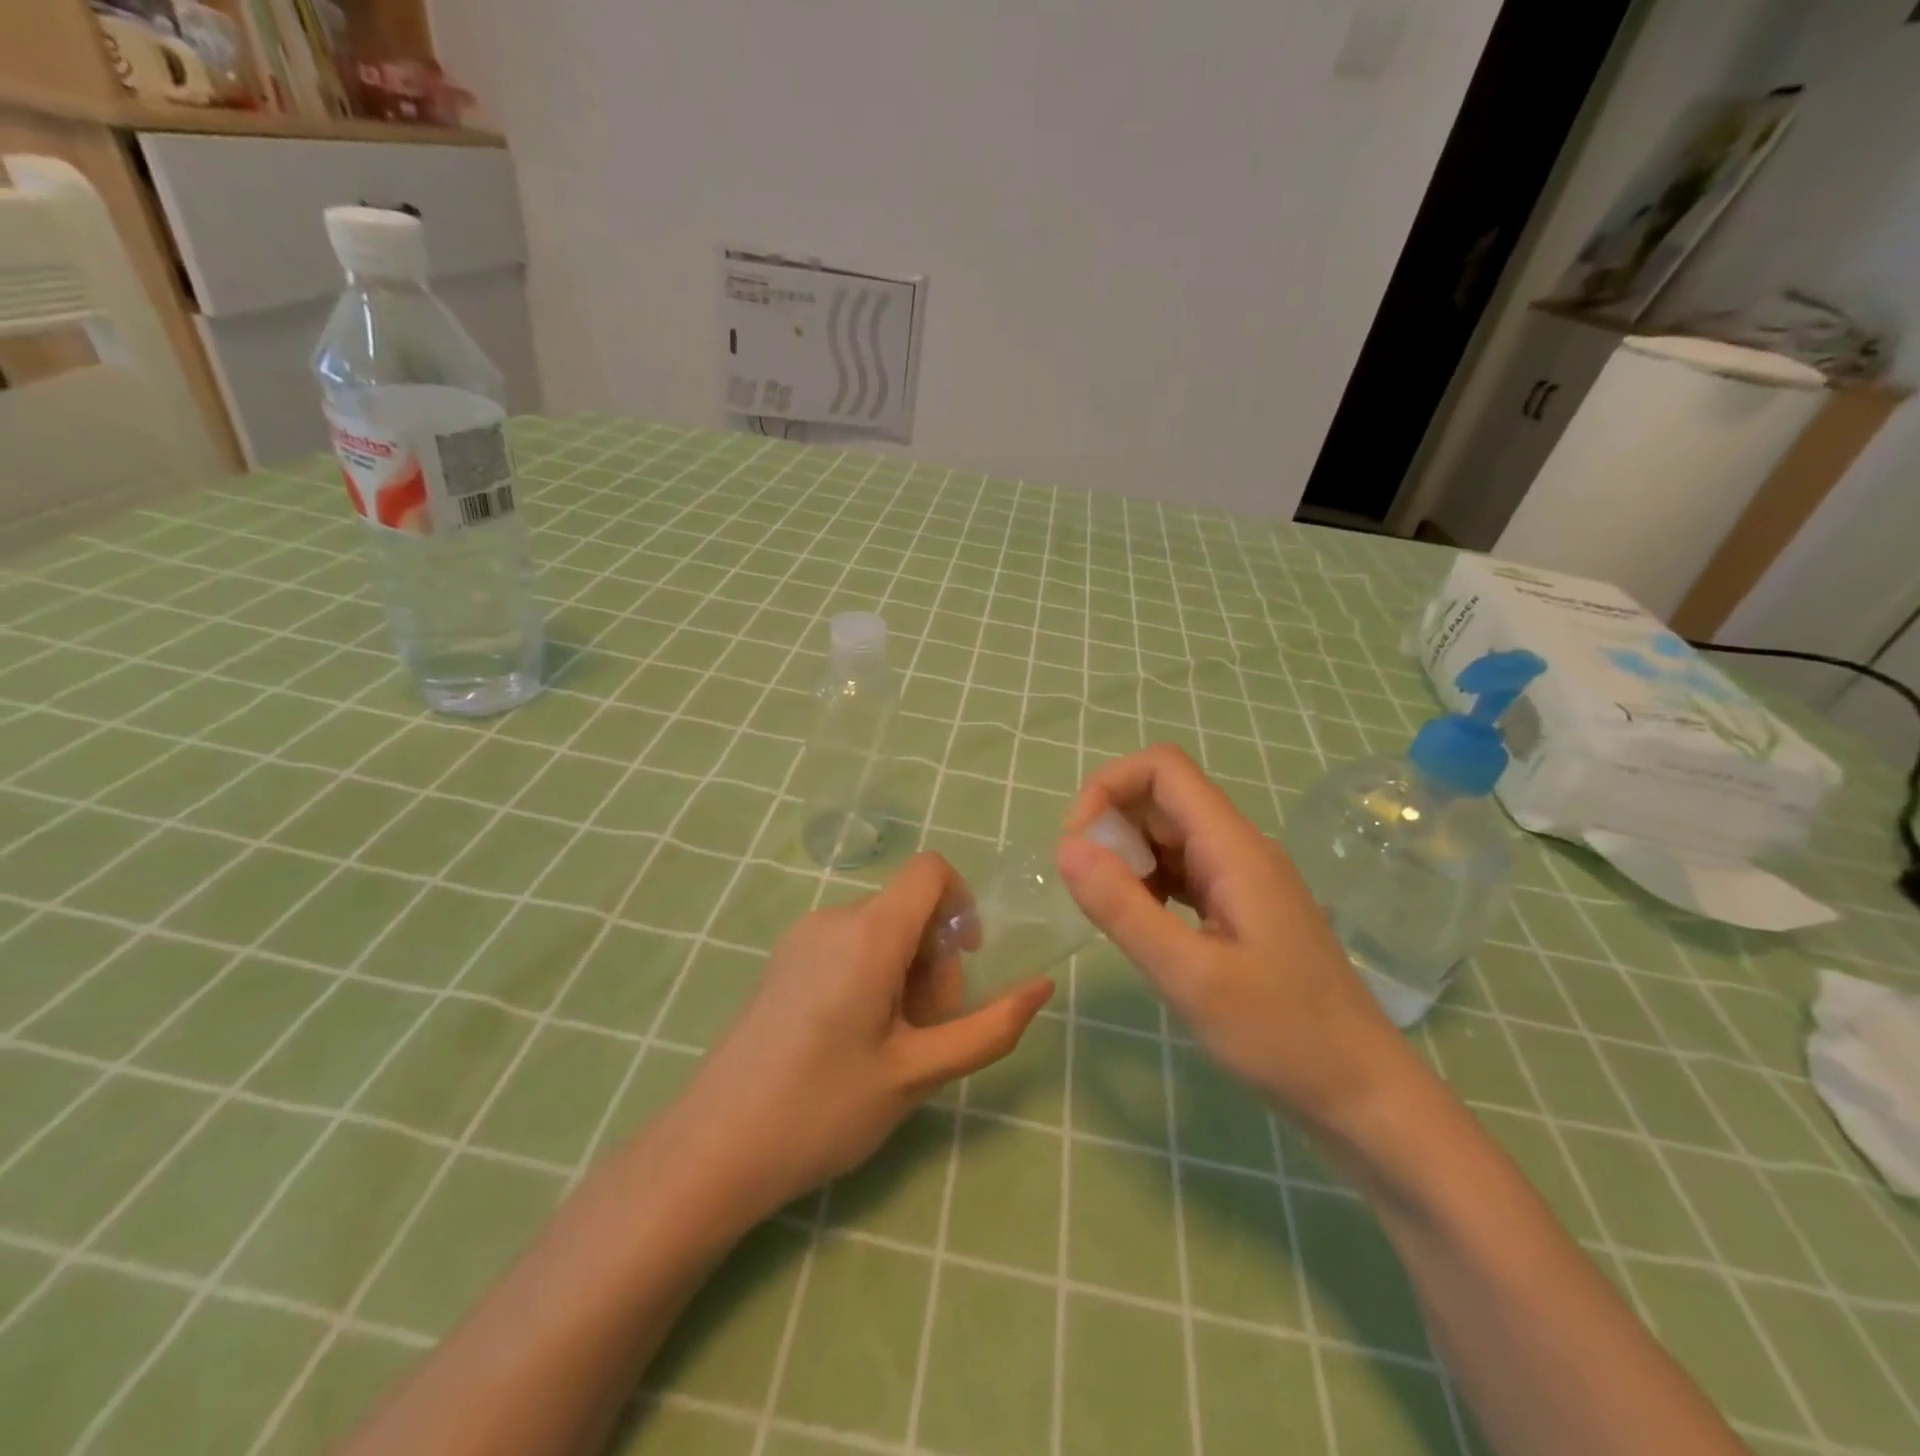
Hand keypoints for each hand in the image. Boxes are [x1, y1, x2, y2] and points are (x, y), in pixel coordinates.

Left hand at [667, 852, 1053, 1222]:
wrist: (713, 1149)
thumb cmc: (824, 1109)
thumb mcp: (919, 1073)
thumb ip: (989, 1028)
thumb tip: (1042, 987)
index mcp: (869, 933)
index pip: (931, 870)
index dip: (962, 903)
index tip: (965, 965)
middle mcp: (833, 918)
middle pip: (909, 908)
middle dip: (935, 959)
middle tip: (926, 1033)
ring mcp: (801, 937)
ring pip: (880, 929)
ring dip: (905, 973)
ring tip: (891, 1044)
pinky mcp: (783, 960)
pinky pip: (848, 944)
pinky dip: (872, 974)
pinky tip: (856, 1038)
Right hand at [1056, 744, 1410, 1135]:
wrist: (1362, 1093)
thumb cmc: (1281, 1035)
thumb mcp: (1190, 976)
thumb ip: (1123, 908)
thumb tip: (1065, 847)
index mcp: (1234, 848)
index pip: (1163, 768)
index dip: (1109, 787)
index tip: (1079, 844)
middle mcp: (1239, 848)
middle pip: (1161, 798)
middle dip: (1112, 827)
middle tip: (1090, 891)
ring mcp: (1242, 877)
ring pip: (1169, 836)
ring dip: (1127, 858)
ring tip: (1115, 914)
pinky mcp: (1240, 907)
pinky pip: (1182, 871)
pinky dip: (1148, 884)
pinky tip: (1144, 925)